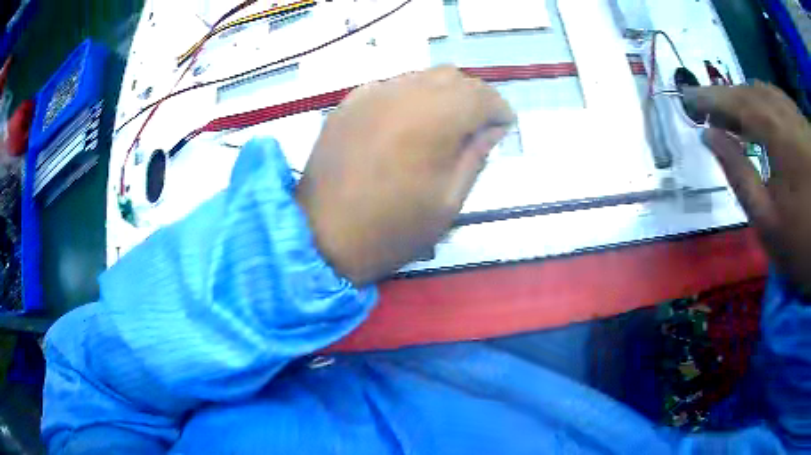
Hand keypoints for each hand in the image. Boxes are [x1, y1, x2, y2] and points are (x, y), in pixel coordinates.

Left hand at [296, 66, 514, 285]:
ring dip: (442, 93)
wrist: (322, 236)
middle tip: (478, 126)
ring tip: (445, 124)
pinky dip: (410, 97)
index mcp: (432, 119)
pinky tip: (407, 123)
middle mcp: (402, 93)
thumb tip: (491, 129)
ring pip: (420, 76)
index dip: (499, 108)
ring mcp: (370, 94)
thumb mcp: (449, 201)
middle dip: (473, 97)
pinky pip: (391, 86)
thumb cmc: (392, 229)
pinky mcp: (348, 103)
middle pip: (451, 76)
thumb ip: (475, 155)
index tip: (504, 127)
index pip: (480, 95)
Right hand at [684, 83, 810, 294]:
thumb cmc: (801, 242)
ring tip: (733, 110)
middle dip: (728, 96)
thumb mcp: (766, 220)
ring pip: (768, 92)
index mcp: (778, 134)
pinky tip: (762, 111)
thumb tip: (710, 137)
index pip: (737, 103)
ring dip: (746, 97)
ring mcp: (799, 119)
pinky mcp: (805, 128)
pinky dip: (766, 101)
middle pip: (753, 91)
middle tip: (709, 108)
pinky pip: (782, 101)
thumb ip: (738, 174)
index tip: (688, 98)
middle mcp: (788, 115)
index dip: (710, 98)